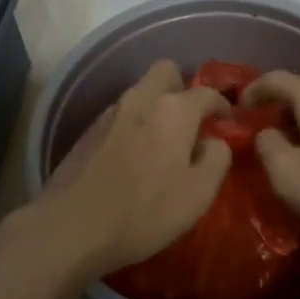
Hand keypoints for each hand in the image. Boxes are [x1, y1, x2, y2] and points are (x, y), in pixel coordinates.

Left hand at [30, 60, 230, 278]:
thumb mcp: (198, 194)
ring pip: (141, 92)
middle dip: (182, 88)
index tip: (227, 123)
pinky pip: (121, 114)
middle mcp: (141, 100)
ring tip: (163, 141)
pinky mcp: (88, 131)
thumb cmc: (144, 211)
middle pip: (166, 72)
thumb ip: (217, 159)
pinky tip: (134, 155)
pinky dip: (134, 124)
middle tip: (191, 120)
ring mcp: (110, 112)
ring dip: (156, 106)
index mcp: (174, 110)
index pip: (206, 93)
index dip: (222, 106)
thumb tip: (214, 142)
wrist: (72, 226)